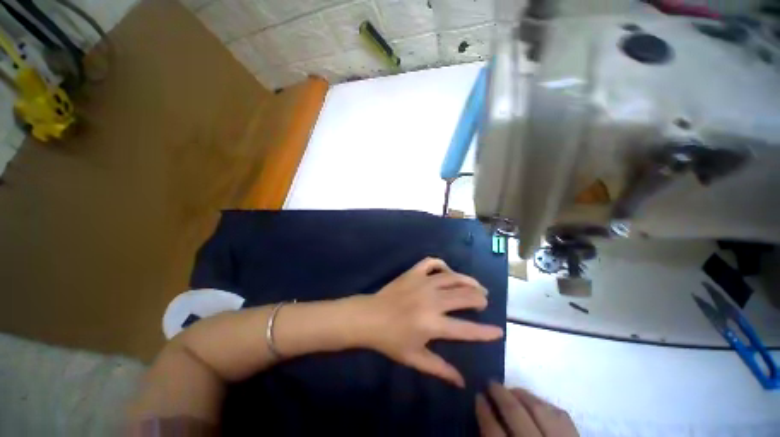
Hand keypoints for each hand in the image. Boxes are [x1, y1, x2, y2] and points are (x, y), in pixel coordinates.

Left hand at [355, 257, 503, 387]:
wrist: (369, 317)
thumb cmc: (390, 340)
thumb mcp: (415, 358)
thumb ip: (439, 369)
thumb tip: (462, 382)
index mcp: (433, 324)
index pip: (467, 329)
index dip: (485, 332)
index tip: (499, 331)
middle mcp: (432, 300)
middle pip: (464, 296)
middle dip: (479, 299)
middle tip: (484, 302)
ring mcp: (422, 282)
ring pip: (453, 277)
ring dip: (468, 281)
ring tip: (476, 285)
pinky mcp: (413, 272)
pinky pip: (431, 263)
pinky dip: (442, 264)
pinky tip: (447, 271)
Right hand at [476, 382, 578, 436]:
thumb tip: (486, 423)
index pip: (494, 432)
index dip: (484, 411)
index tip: (477, 396)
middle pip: (515, 414)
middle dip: (500, 395)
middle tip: (490, 383)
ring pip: (539, 409)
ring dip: (522, 395)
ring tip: (511, 390)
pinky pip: (561, 415)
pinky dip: (545, 404)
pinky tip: (536, 403)